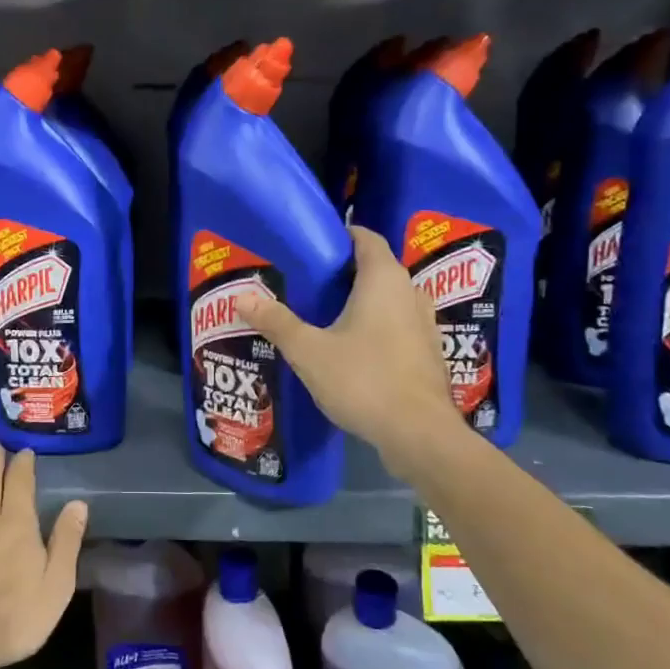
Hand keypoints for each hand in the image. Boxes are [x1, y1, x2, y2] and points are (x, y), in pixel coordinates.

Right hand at [235, 225, 471, 468]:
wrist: (419, 434)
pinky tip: (354, 346)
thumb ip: (276, 322)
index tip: (314, 242)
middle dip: (346, 270)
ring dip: (364, 299)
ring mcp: (425, 324)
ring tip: (327, 312)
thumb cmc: (363, 380)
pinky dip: (378, 325)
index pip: (367, 238)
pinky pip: (399, 324)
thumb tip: (241, 297)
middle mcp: (411, 293)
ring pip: (391, 298)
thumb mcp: (308, 351)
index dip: (342, 234)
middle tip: (309, 280)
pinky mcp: (429, 352)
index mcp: (384, 280)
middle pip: (378, 267)